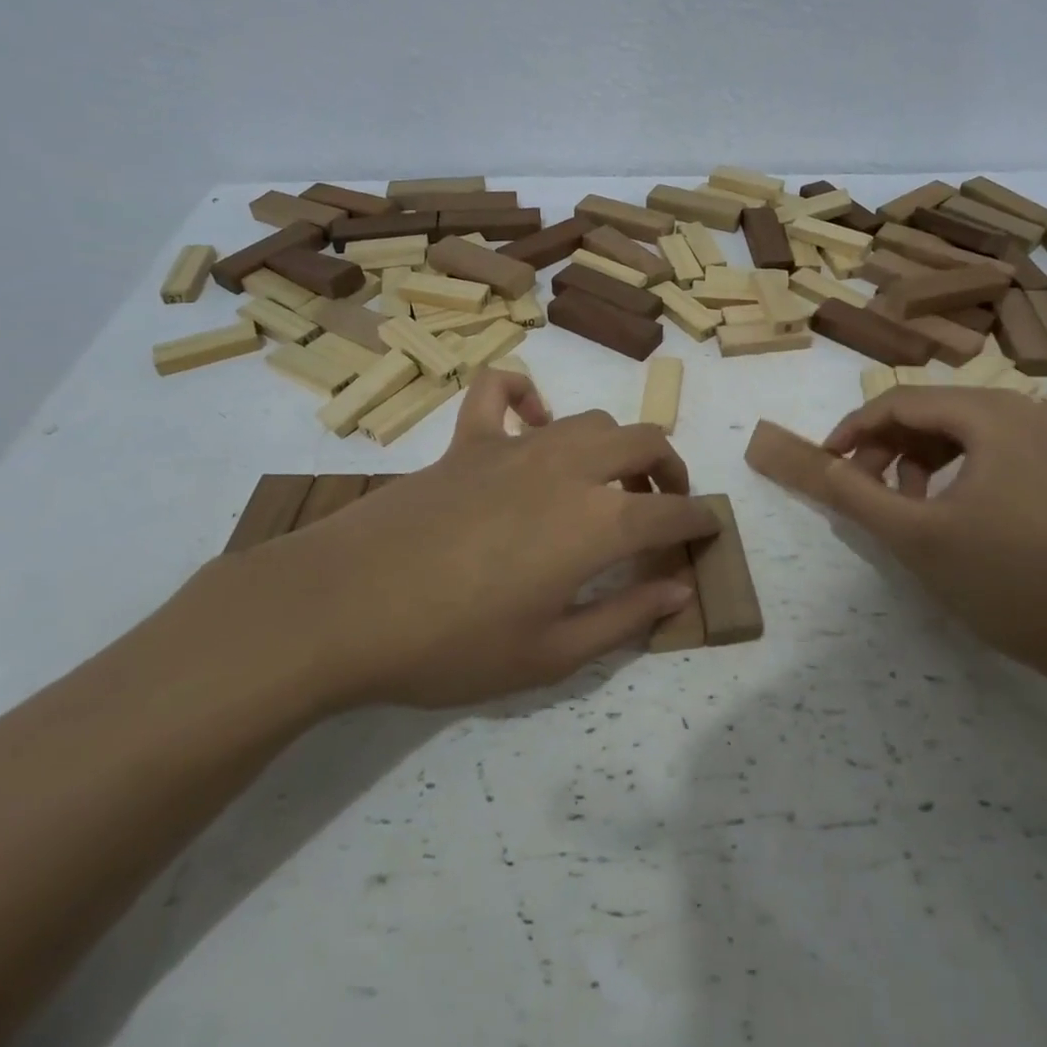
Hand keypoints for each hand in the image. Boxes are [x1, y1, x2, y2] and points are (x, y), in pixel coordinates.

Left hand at [177, 370, 718, 712]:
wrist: (339, 610)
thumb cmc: (449, 647)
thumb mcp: (549, 655)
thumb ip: (626, 618)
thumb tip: (680, 590)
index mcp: (595, 524)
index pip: (673, 512)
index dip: (699, 522)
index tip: (707, 533)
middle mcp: (566, 468)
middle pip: (645, 442)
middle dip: (670, 470)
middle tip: (663, 506)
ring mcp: (512, 447)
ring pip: (589, 420)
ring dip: (614, 446)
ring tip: (604, 484)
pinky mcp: (465, 441)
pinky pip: (501, 391)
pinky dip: (526, 397)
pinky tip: (530, 426)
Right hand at [797, 387, 1046, 684]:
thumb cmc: (1008, 581)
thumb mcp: (916, 537)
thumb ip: (856, 495)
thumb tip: (818, 464)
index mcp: (993, 414)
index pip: (901, 402)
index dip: (854, 429)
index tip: (825, 463)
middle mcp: (1026, 409)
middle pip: (932, 411)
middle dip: (887, 447)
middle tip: (862, 492)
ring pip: (960, 431)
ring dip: (918, 459)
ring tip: (903, 507)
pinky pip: (990, 449)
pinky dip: (954, 470)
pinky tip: (944, 509)